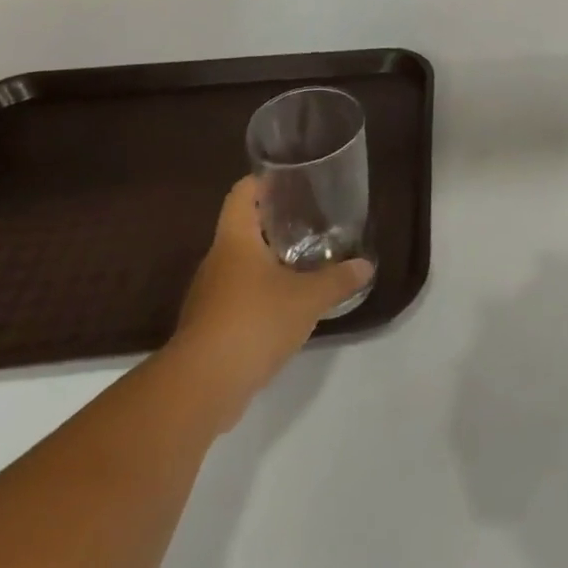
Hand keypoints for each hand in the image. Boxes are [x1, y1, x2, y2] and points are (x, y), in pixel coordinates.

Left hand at [163, 176, 372, 432]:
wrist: (201, 388)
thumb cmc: (254, 322)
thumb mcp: (308, 298)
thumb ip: (338, 279)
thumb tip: (366, 265)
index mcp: (235, 240)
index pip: (241, 194)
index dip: (262, 182)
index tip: (290, 180)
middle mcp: (216, 262)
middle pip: (243, 230)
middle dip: (274, 225)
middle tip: (311, 222)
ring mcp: (208, 297)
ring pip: (240, 267)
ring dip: (268, 264)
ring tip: (304, 264)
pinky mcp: (208, 329)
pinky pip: (237, 300)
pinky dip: (260, 297)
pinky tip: (287, 307)